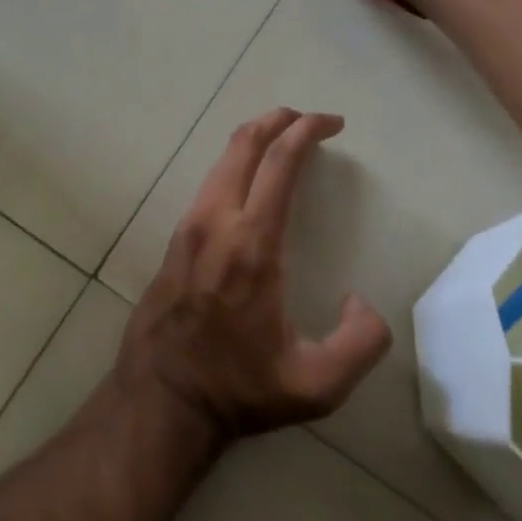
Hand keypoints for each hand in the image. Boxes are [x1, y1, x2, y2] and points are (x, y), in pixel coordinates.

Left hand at [115, 109, 391, 446]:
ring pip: (222, 159)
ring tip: (285, 141)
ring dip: (256, 138)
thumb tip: (361, 301)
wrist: (160, 400)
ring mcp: (190, 226)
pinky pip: (210, 182)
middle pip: (245, 144)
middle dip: (280, 119)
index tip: (333, 123)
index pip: (279, 163)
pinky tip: (252, 180)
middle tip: (310, 120)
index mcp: (252, 244)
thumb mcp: (315, 386)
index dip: (308, 132)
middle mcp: (216, 222)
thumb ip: (360, 344)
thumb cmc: (238, 389)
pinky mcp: (176, 238)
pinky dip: (237, 163)